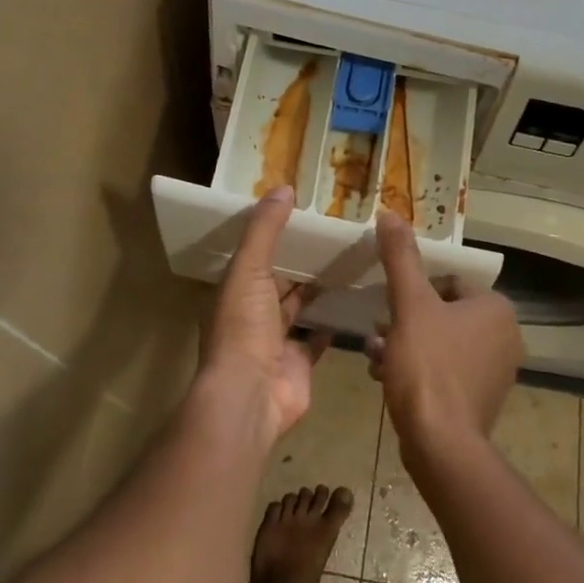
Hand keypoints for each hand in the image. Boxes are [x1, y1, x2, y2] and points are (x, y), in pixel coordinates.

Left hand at [201, 186, 328, 442]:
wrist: (250, 396)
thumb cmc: (244, 328)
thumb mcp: (249, 269)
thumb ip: (265, 230)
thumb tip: (284, 187)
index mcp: (235, 290)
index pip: (255, 256)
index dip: (275, 236)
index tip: (303, 215)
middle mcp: (252, 314)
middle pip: (278, 282)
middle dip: (299, 263)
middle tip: (333, 237)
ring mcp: (275, 342)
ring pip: (297, 309)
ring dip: (315, 291)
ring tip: (346, 264)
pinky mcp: (299, 364)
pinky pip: (314, 340)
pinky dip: (328, 326)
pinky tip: (348, 304)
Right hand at [366, 210, 524, 466]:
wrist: (441, 444)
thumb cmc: (428, 366)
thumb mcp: (409, 304)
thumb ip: (401, 257)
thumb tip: (390, 212)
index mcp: (496, 309)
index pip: (448, 283)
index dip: (415, 292)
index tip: (390, 307)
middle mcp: (505, 337)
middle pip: (442, 313)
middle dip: (405, 321)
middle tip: (378, 332)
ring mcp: (495, 372)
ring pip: (439, 343)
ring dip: (404, 344)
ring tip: (376, 356)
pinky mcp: (481, 400)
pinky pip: (444, 371)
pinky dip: (417, 370)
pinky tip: (385, 378)